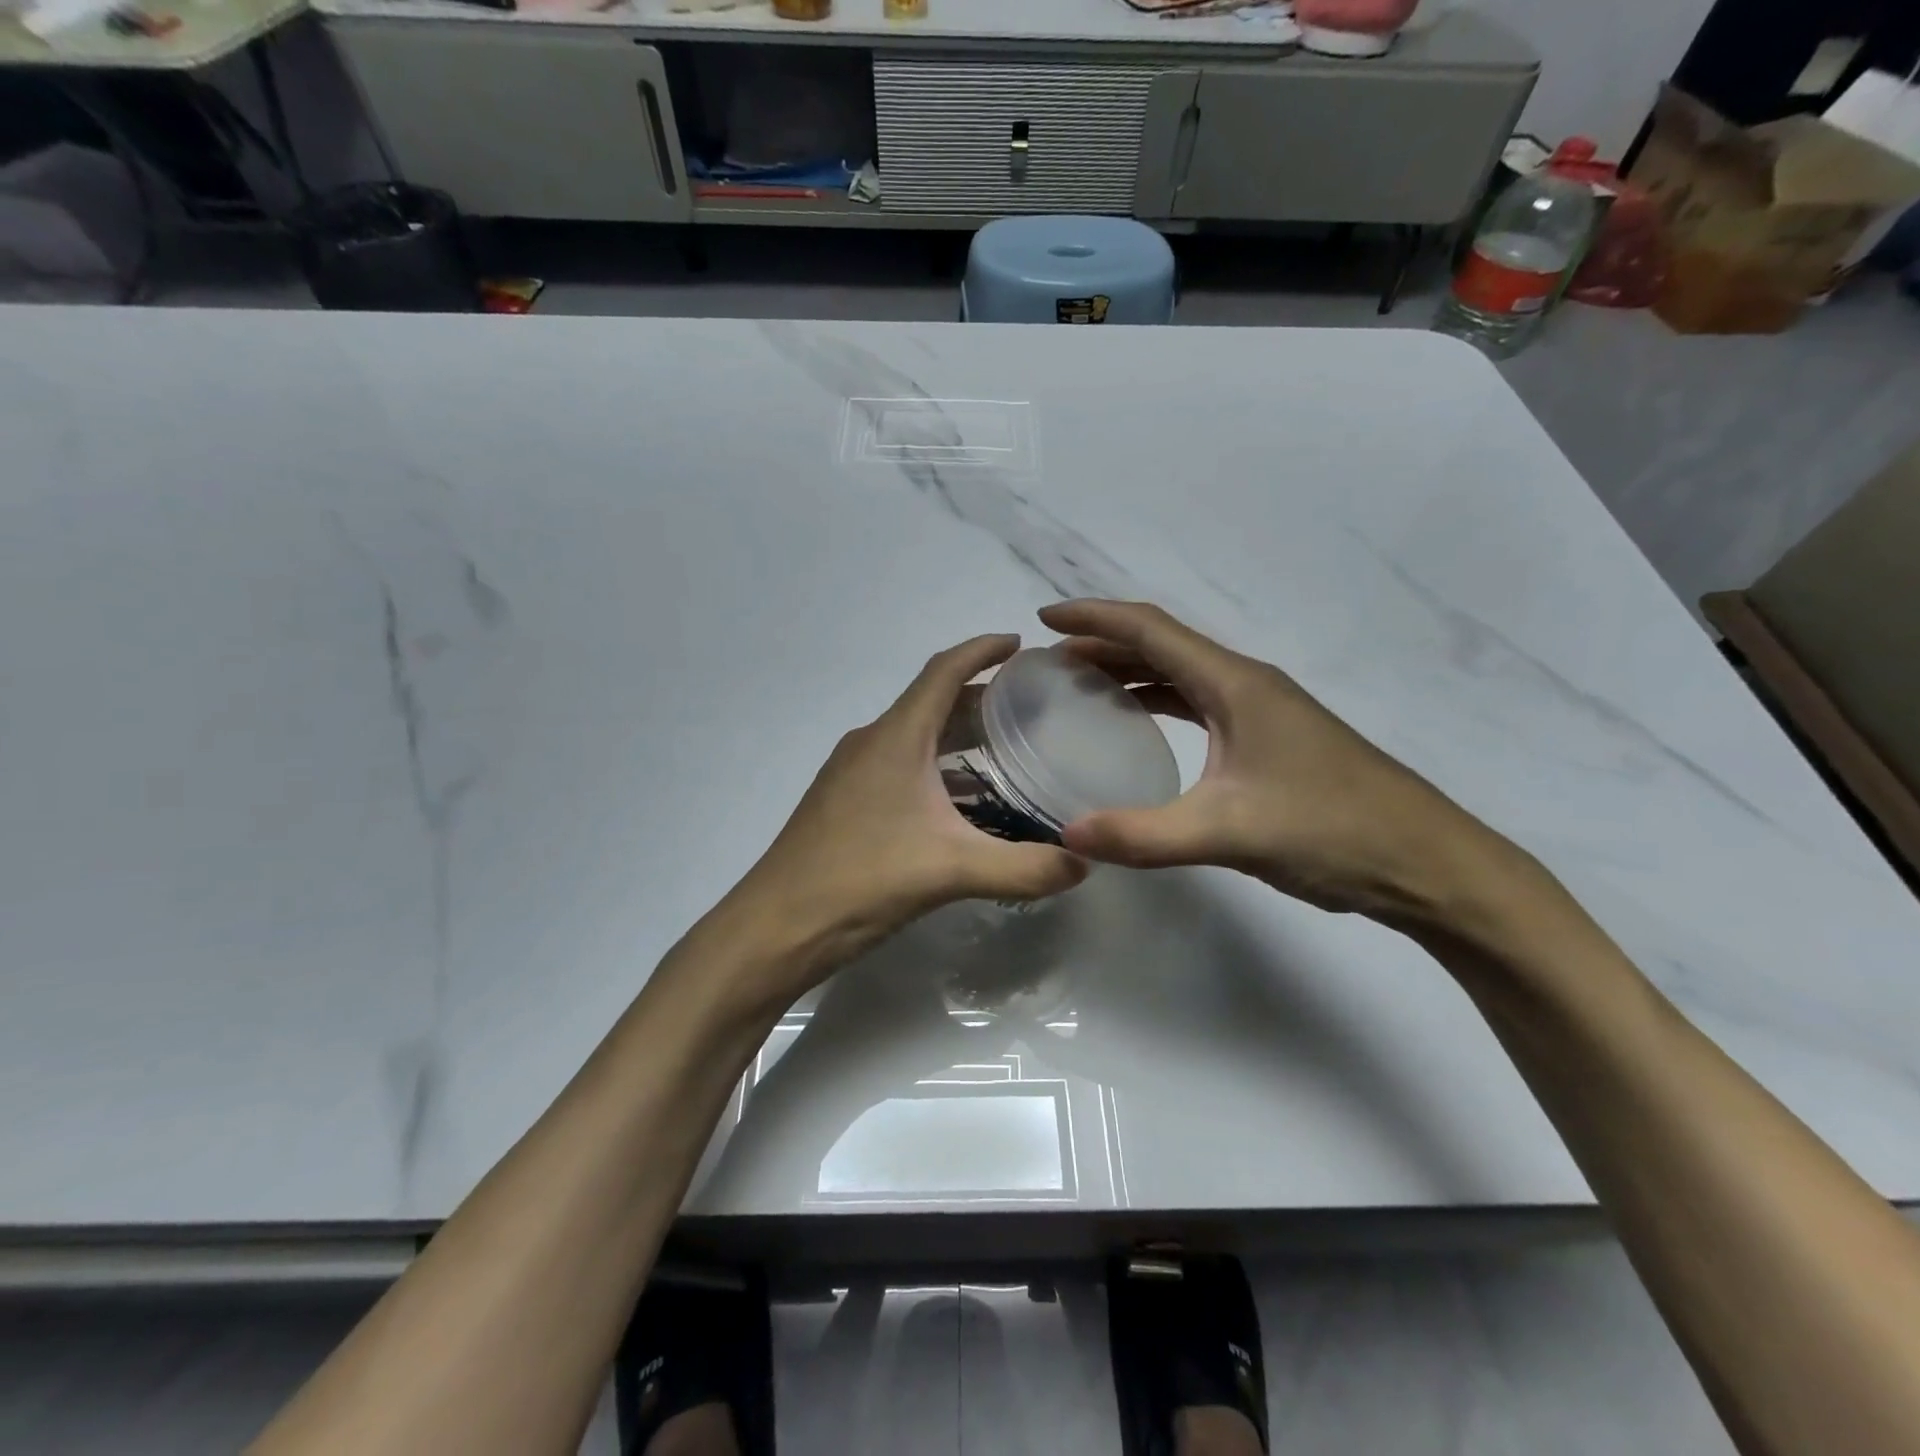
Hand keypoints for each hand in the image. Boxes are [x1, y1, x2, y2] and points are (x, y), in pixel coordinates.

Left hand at [720, 635, 1088, 995]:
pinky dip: (936, 767)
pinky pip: (901, 766)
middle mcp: (872, 743)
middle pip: (932, 702)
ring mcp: (853, 773)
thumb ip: (1024, 868)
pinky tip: (962, 800)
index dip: (982, 649)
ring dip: (958, 735)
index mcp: (896, 738)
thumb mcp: (952, 871)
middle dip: (980, 696)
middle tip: (1031, 705)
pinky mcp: (845, 802)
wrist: (776, 926)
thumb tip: (1085, 865)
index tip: (1020, 643)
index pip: (943, 671)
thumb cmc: (861, 880)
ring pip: (915, 737)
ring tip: (1007, 747)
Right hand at [1039, 600, 1527, 927]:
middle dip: (1101, 646)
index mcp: (1234, 684)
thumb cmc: (1331, 831)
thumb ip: (1144, 835)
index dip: (1093, 618)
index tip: (1042, 621)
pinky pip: (1197, 704)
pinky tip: (1137, 724)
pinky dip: (1157, 703)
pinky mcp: (1267, 740)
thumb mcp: (1228, 832)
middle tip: (1048, 664)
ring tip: (1077, 687)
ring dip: (1128, 673)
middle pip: (1161, 646)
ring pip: (1179, 675)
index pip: (1149, 630)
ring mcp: (1260, 711)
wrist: (1425, 862)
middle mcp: (1245, 684)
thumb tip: (1066, 836)